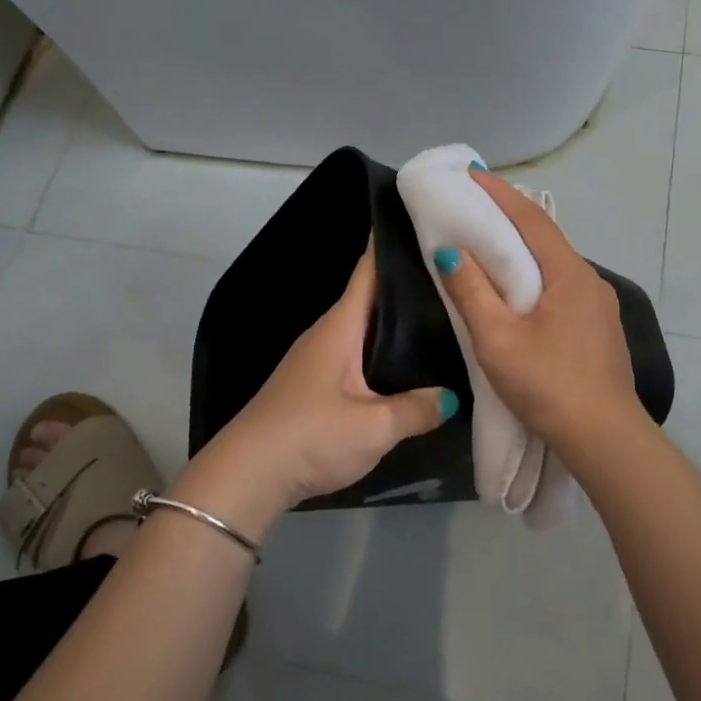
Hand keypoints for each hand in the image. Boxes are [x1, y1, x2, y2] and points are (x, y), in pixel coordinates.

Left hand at [201, 247, 453, 517]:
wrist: (246, 477)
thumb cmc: (310, 435)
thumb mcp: (374, 427)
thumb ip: (417, 409)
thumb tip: (451, 396)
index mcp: (340, 327)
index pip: (368, 271)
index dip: (393, 244)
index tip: (426, 223)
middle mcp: (327, 334)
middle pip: (372, 298)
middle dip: (408, 284)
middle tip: (454, 276)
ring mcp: (318, 359)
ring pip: (366, 328)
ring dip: (397, 321)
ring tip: (441, 317)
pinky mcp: (314, 386)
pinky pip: (358, 354)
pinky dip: (383, 350)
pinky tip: (407, 364)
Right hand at [434, 172, 648, 455]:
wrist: (605, 437)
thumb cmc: (548, 385)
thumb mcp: (499, 341)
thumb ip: (472, 293)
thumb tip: (449, 251)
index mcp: (568, 274)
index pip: (531, 219)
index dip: (500, 194)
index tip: (471, 173)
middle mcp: (589, 279)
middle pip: (546, 237)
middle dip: (510, 216)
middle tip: (474, 205)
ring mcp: (600, 304)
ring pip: (556, 263)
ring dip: (524, 248)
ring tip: (491, 243)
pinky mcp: (600, 326)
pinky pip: (564, 285)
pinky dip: (537, 274)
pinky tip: (522, 290)